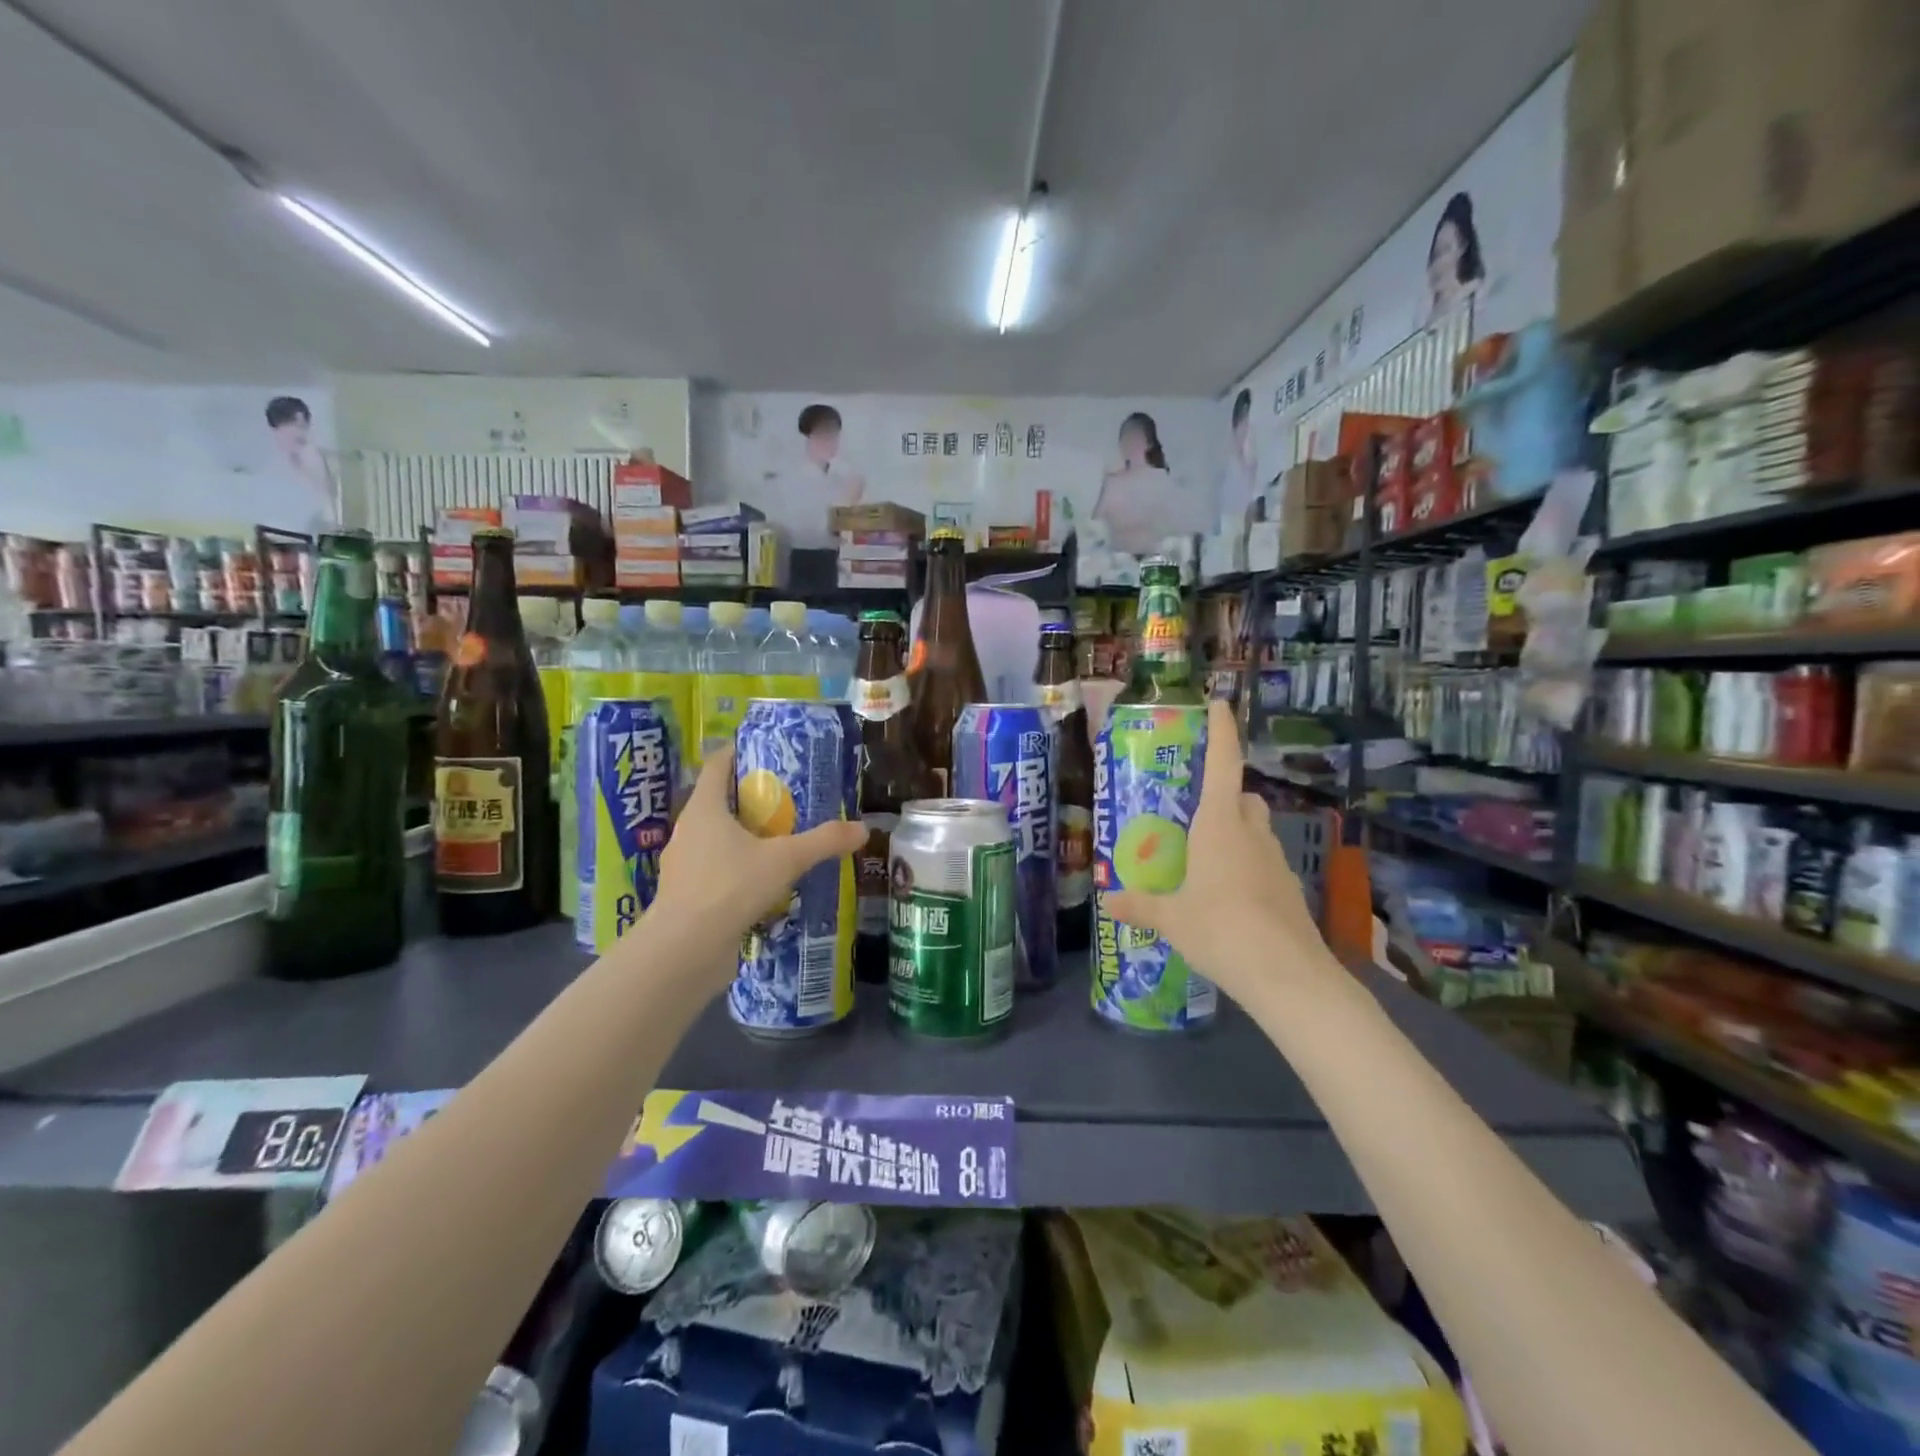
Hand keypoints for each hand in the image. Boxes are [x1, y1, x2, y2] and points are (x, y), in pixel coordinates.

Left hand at [654, 747, 867, 947]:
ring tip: (778, 841)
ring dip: (743, 836)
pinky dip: (736, 869)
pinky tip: (762, 883)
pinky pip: (714, 870)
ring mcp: (683, 864)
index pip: (718, 765)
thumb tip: (863, 829)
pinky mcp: (686, 895)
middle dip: (750, 798)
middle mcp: (688, 830)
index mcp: (704, 808)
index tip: (766, 750)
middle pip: (718, 801)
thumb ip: (824, 842)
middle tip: (787, 798)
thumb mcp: (786, 860)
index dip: (739, 752)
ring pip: (715, 838)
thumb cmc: (730, 887)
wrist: (685, 950)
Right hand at [1102, 700, 1329, 1003]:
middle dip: (1224, 796)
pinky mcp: (1289, 889)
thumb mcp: (1171, 918)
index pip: (1223, 763)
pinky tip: (1229, 896)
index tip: (1218, 702)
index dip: (1221, 730)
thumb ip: (1140, 905)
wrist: (1288, 976)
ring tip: (1205, 860)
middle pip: (1242, 797)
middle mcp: (1251, 833)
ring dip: (1236, 832)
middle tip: (1194, 814)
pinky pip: (1264, 863)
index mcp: (1219, 825)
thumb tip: (1108, 900)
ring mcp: (1276, 861)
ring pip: (1256, 830)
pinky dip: (1248, 866)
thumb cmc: (1220, 929)